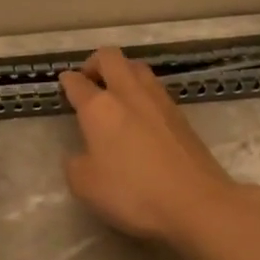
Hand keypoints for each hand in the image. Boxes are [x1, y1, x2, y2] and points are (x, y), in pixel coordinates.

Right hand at [59, 47, 240, 242]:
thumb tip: (80, 153)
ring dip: (122, 72)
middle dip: (95, 63)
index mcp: (99, 107)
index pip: (77, 82)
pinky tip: (140, 114)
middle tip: (89, 80)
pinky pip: (155, 89)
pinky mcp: (181, 115)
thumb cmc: (133, 192)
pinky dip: (142, 92)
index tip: (64, 82)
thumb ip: (75, 163)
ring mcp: (159, 101)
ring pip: (137, 68)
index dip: (67, 81)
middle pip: (110, 58)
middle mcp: (128, 94)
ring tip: (115, 93)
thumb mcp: (85, 185)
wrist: (195, 202)